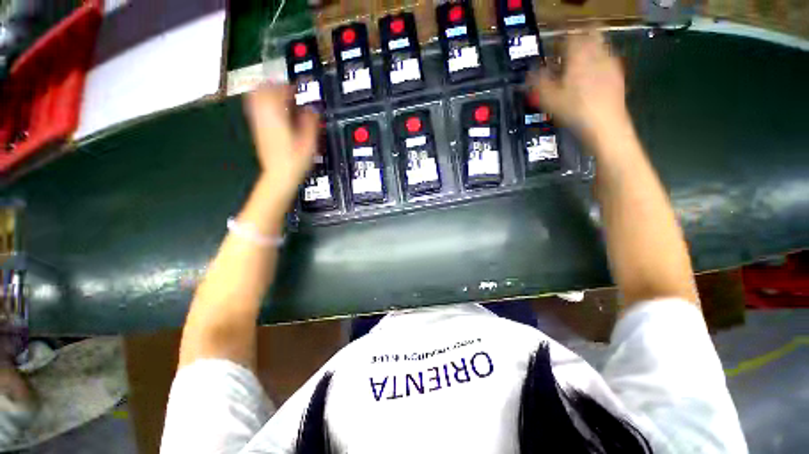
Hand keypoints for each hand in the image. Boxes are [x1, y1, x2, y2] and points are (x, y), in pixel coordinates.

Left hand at [243, 84, 319, 205]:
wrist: (279, 175)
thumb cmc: (296, 159)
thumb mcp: (309, 141)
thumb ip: (310, 122)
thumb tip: (312, 109)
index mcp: (277, 116)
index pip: (280, 90)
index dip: (290, 85)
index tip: (299, 85)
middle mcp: (264, 115)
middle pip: (263, 89)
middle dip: (276, 85)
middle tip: (288, 89)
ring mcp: (258, 122)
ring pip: (256, 97)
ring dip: (268, 92)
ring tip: (281, 97)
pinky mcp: (258, 129)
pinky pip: (256, 108)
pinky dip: (264, 103)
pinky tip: (274, 110)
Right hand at [528, 30, 627, 146]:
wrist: (605, 124)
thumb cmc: (574, 110)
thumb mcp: (548, 99)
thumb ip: (538, 83)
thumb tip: (529, 75)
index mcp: (578, 55)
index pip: (569, 35)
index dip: (561, 38)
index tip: (554, 48)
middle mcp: (596, 53)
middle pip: (590, 33)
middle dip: (579, 38)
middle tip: (569, 51)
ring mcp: (610, 63)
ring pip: (600, 45)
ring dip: (590, 49)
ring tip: (579, 64)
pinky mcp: (618, 74)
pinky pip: (608, 60)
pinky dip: (599, 62)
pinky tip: (592, 77)